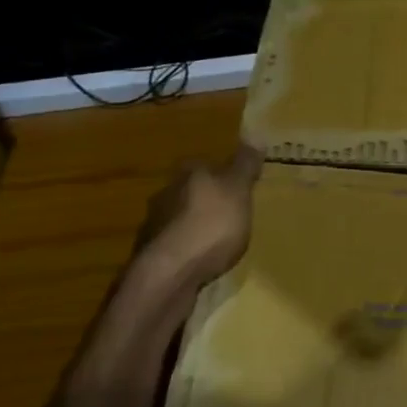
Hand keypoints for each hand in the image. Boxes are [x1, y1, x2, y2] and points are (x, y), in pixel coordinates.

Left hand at [134, 145, 262, 284]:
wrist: (170, 274)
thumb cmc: (210, 225)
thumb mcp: (238, 191)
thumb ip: (245, 165)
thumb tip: (254, 133)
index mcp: (188, 174)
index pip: (204, 164)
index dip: (221, 174)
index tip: (237, 186)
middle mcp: (165, 194)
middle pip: (190, 191)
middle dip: (206, 201)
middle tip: (231, 214)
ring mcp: (154, 226)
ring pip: (179, 219)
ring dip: (195, 227)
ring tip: (218, 242)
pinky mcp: (151, 256)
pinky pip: (175, 246)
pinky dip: (187, 251)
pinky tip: (201, 262)